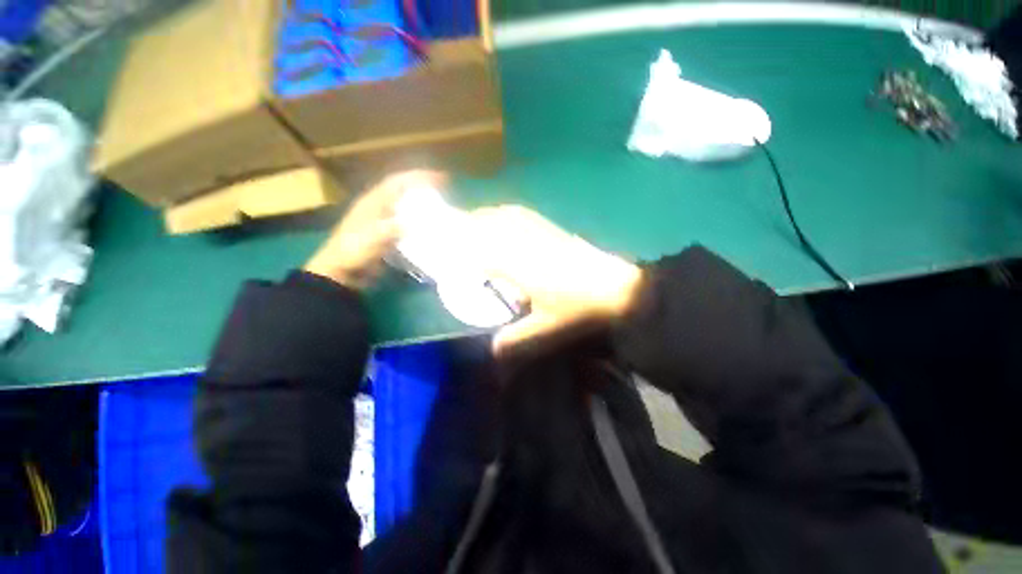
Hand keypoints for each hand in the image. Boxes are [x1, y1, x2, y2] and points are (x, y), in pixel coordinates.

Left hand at [305, 170, 446, 288]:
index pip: (399, 182)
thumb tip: (419, 224)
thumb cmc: (354, 250)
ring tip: (442, 206)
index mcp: (374, 201)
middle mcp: (380, 207)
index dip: (419, 177)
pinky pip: (408, 224)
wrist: (343, 272)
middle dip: (424, 188)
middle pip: (405, 192)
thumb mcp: (372, 237)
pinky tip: (431, 227)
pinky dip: (420, 222)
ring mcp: (385, 221)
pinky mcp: (389, 235)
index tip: (441, 178)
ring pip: (408, 207)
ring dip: (423, 205)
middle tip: (445, 190)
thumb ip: (394, 227)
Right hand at [470, 206, 642, 355]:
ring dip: (488, 217)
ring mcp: (541, 233)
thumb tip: (493, 350)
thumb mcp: (546, 329)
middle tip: (456, 233)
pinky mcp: (555, 230)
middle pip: (490, 226)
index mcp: (519, 267)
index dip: (464, 252)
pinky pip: (525, 215)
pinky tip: (506, 216)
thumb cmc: (578, 309)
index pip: (481, 252)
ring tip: (474, 221)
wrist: (616, 288)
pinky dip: (509, 213)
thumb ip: (517, 339)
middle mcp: (525, 244)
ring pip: (507, 217)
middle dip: (470, 227)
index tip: (451, 256)